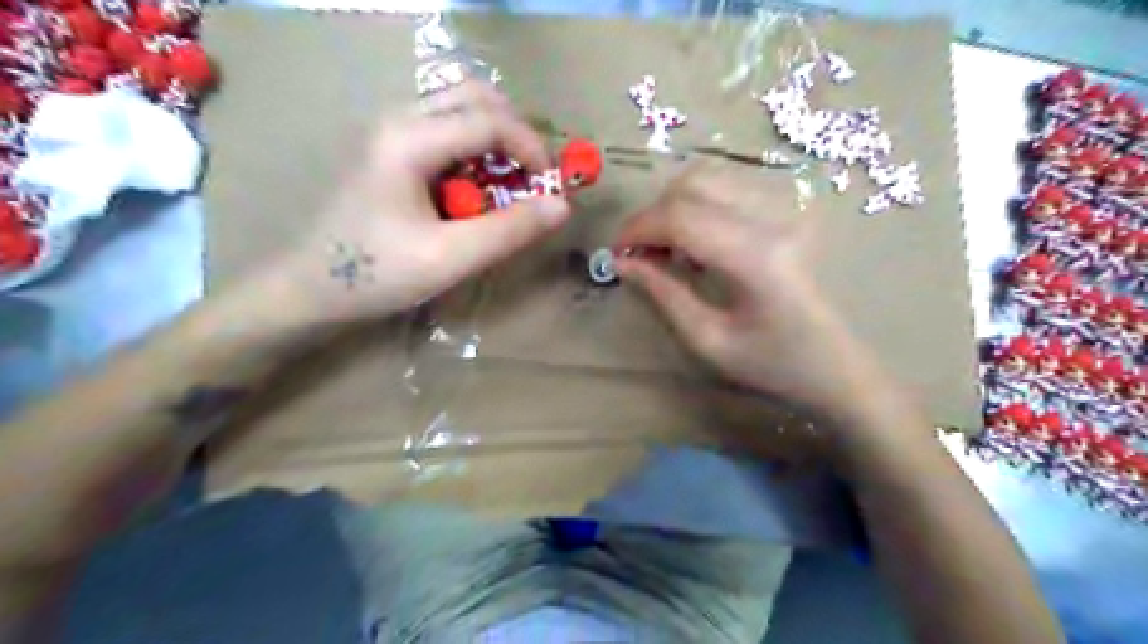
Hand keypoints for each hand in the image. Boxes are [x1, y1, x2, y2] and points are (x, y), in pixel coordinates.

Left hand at [268, 84, 573, 324]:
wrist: (310, 288)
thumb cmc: (376, 274)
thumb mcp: (450, 258)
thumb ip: (508, 230)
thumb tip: (562, 206)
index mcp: (410, 139)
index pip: (490, 120)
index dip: (532, 149)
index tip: (552, 188)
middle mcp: (400, 119)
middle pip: (476, 96)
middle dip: (516, 133)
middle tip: (533, 178)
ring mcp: (392, 130)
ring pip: (461, 108)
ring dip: (497, 139)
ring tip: (509, 185)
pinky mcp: (391, 148)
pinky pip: (447, 130)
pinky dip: (476, 151)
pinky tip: (476, 190)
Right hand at [619, 167, 885, 418]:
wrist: (839, 367)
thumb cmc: (773, 366)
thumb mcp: (708, 341)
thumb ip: (662, 294)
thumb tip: (622, 262)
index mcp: (757, 259)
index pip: (680, 217)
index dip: (637, 229)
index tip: (616, 253)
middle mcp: (775, 219)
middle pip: (692, 185)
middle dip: (653, 215)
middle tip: (640, 253)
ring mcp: (788, 209)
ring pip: (710, 178)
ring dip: (674, 207)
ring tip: (668, 249)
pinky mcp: (791, 209)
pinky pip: (729, 189)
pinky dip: (698, 207)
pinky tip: (699, 244)